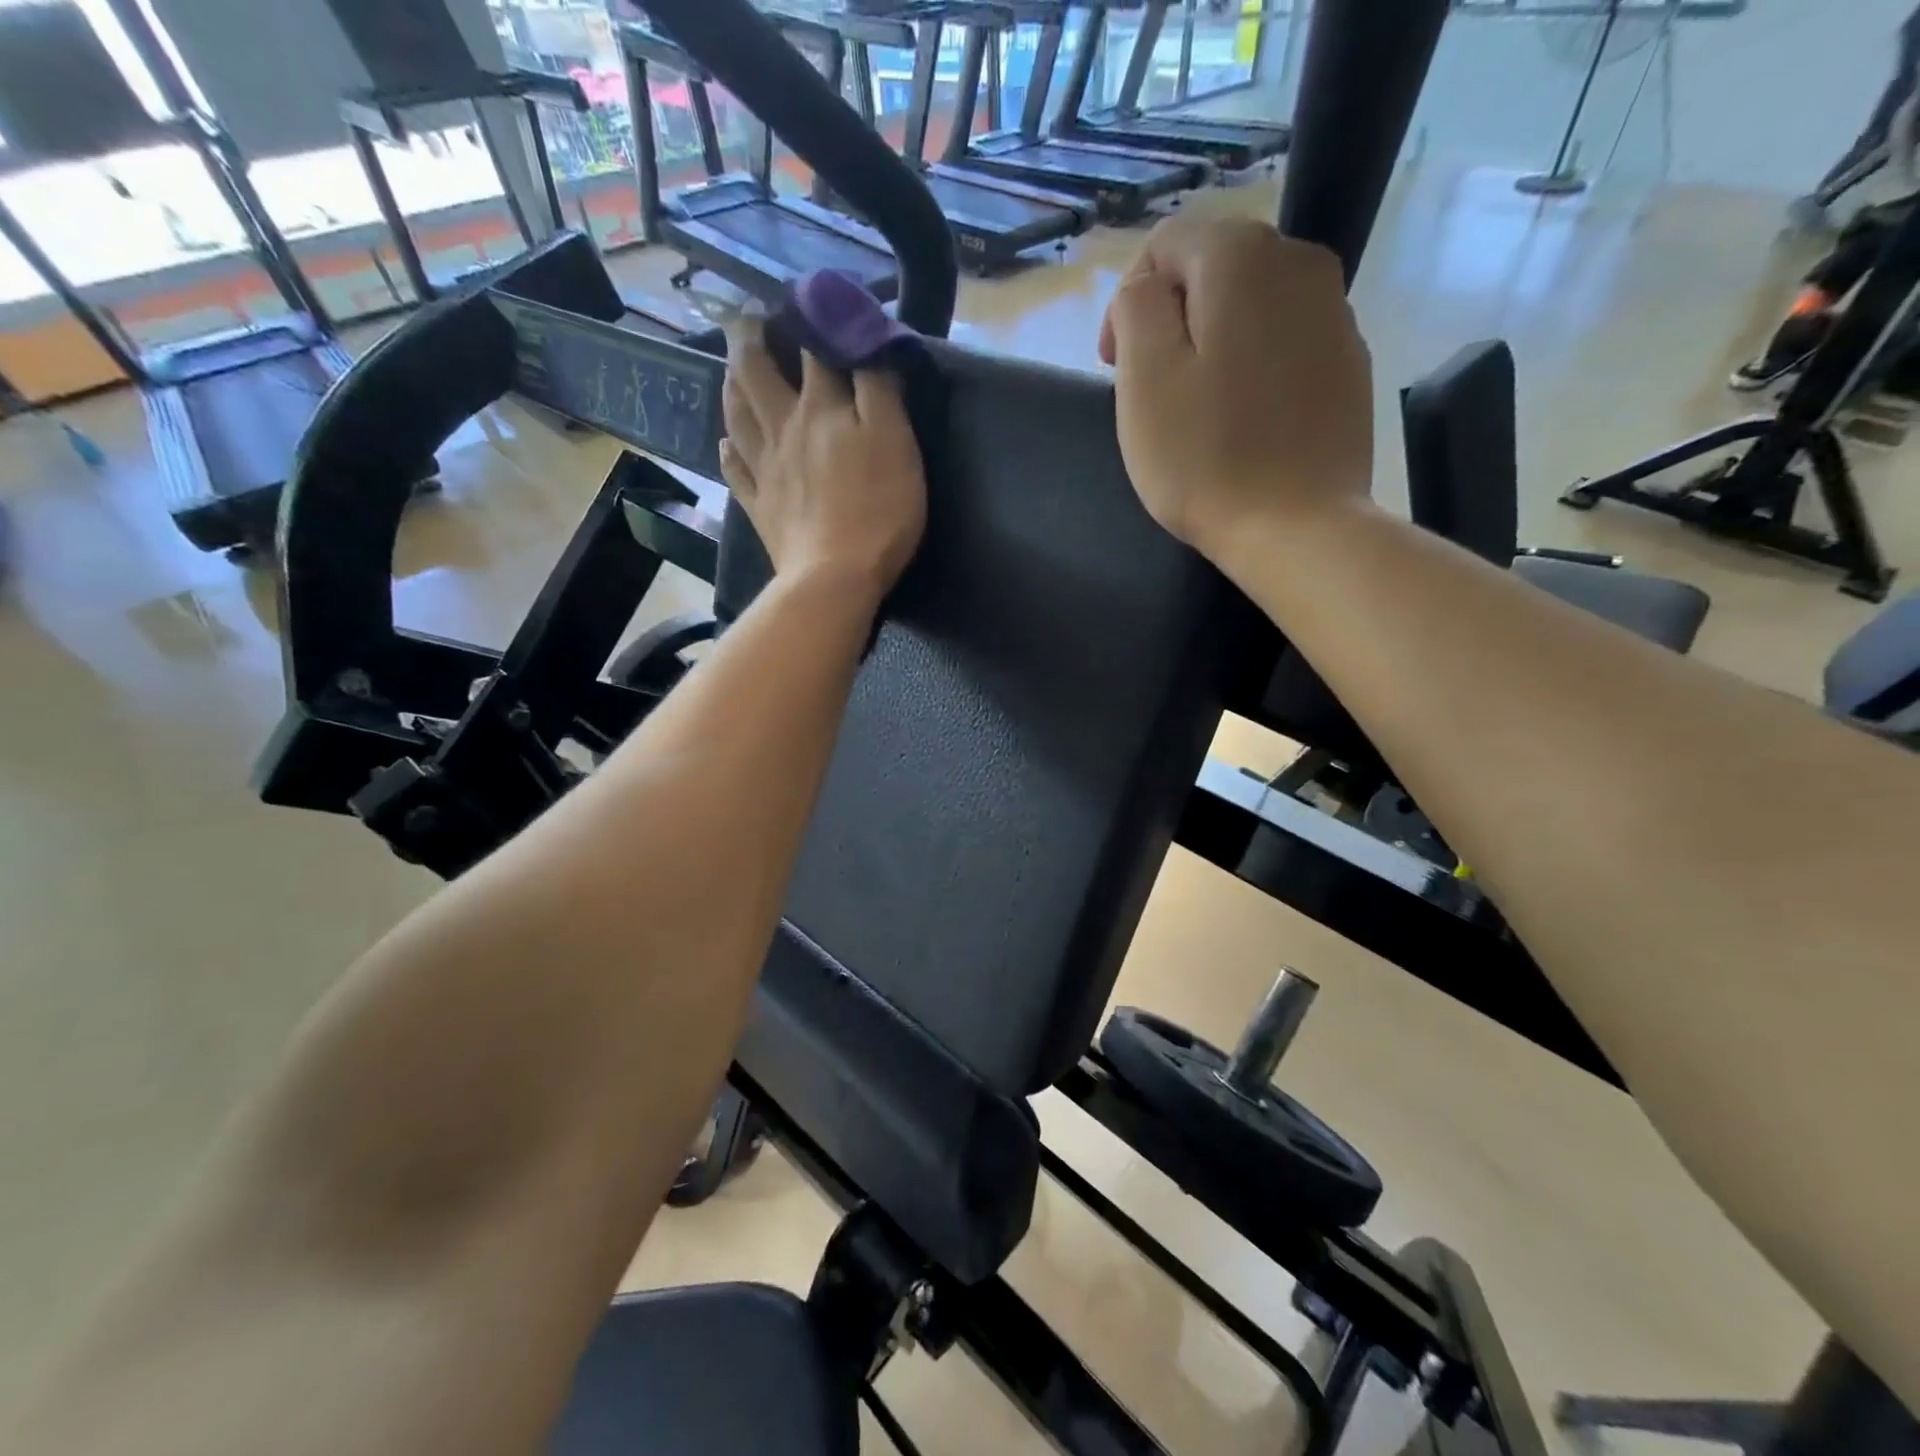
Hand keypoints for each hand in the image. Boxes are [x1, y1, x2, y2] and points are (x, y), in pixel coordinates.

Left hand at [720, 317, 927, 599]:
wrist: (834, 577)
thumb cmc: (877, 510)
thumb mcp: (895, 441)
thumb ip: (880, 387)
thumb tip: (866, 339)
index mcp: (821, 408)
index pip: (813, 347)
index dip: (811, 317)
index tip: (809, 299)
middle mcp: (784, 428)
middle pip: (757, 372)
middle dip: (750, 338)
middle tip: (747, 318)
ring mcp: (765, 468)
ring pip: (737, 414)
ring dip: (732, 385)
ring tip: (731, 370)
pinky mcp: (759, 506)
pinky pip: (735, 470)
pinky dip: (728, 451)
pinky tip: (725, 444)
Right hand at [1099, 215, 1374, 564]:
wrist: (1297, 527)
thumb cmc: (1205, 458)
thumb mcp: (1144, 379)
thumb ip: (1136, 308)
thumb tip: (1148, 289)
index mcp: (1241, 257)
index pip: (1166, 243)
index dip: (1127, 301)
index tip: (1113, 367)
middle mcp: (1299, 262)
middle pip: (1213, 267)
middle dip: (1171, 317)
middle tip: (1151, 388)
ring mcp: (1335, 311)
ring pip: (1251, 303)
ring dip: (1213, 339)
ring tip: (1196, 405)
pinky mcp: (1349, 360)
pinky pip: (1284, 340)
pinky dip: (1254, 362)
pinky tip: (1242, 417)